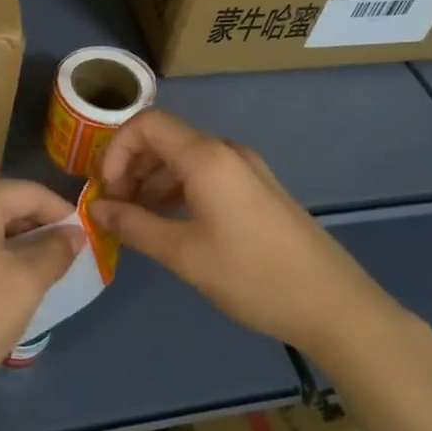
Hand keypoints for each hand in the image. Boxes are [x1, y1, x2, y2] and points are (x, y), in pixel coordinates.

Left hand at [0, 177, 82, 409]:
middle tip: (66, 259)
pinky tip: (1, 284)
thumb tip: (73, 235)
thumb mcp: (25, 284)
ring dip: (13, 244)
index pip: (32, 193)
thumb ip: (55, 252)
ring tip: (39, 273)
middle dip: (38, 228)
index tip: (88, 239)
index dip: (64, 214)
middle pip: (5, 204)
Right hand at [93, 108, 395, 352]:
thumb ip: (134, 226)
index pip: (146, 125)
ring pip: (185, 157)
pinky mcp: (259, 188)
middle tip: (117, 207)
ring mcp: (247, 168)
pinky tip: (174, 222)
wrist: (335, 305)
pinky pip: (208, 173)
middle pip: (164, 138)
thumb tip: (96, 209)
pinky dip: (180, 188)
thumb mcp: (184, 255)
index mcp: (206, 157)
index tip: (107, 190)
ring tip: (140, 219)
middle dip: (132, 166)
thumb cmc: (253, 276)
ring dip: (154, 179)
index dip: (116, 150)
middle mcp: (226, 151)